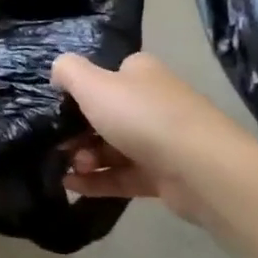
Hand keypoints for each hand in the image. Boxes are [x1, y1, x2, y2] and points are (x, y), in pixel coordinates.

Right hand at [50, 51, 252, 225]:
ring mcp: (161, 140)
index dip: (80, 90)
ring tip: (69, 169)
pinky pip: (123, 175)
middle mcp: (153, 102)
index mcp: (140, 74)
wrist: (199, 168)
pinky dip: (97, 181)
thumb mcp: (92, 84)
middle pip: (105, 114)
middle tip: (60, 144)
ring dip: (85, 158)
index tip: (58, 107)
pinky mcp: (164, 175)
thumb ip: (68, 71)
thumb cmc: (141, 116)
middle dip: (77, 131)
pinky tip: (72, 186)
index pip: (106, 75)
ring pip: (112, 147)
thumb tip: (57, 71)